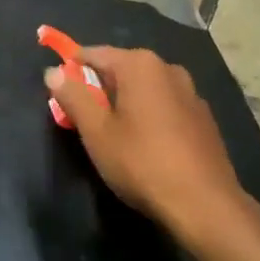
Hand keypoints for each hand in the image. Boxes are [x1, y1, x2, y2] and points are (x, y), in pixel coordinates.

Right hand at [45, 46, 242, 236]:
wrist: (206, 206)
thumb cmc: (142, 163)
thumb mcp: (96, 131)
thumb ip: (72, 96)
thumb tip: (53, 72)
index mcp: (139, 64)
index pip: (93, 54)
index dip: (71, 69)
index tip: (58, 91)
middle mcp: (167, 69)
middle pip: (120, 69)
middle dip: (99, 88)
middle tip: (83, 118)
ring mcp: (191, 93)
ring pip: (144, 89)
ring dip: (125, 103)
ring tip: (114, 135)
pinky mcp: (204, 119)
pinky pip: (165, 106)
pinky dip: (150, 116)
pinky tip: (146, 146)